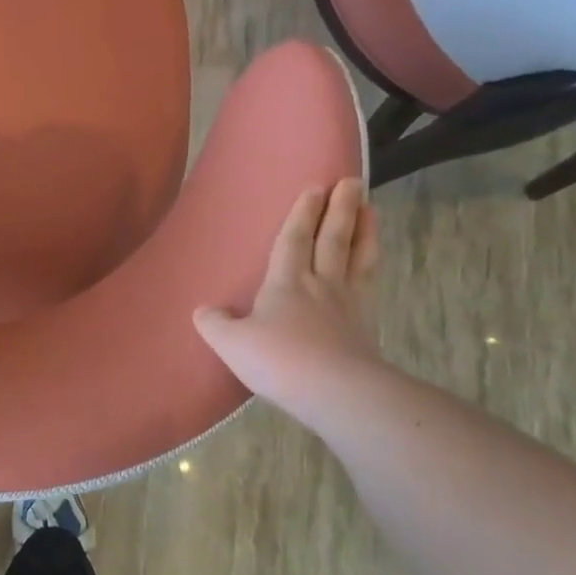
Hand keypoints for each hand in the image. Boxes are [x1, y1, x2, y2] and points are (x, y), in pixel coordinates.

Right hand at [194, 178, 381, 422]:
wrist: (336, 392)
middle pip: (333, 239)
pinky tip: (372, 267)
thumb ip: (215, 324)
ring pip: (357, 259)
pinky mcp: (365, 328)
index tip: (315, 188)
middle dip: (340, 210)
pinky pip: (368, 287)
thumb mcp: (232, 343)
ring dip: (365, 232)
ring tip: (371, 210)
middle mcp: (320, 285)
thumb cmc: (279, 359)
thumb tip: (203, 311)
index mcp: (286, 282)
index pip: (294, 239)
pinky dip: (371, 269)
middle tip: (353, 182)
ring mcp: (348, 305)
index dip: (302, 213)